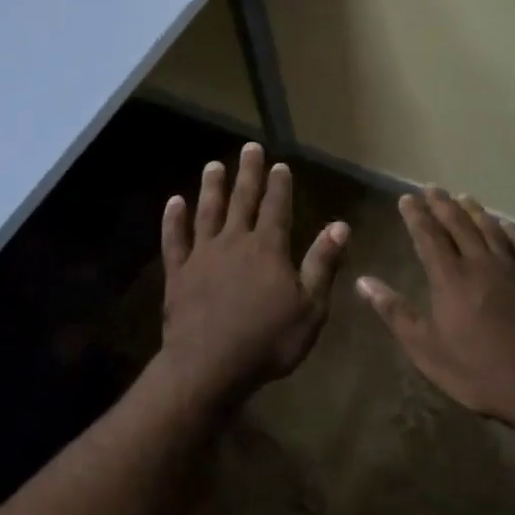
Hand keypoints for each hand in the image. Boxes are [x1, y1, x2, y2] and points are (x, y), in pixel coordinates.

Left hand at [160, 143, 348, 399]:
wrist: (210, 366)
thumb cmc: (268, 340)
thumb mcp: (310, 307)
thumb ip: (322, 264)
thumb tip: (341, 226)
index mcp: (268, 248)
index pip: (276, 207)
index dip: (279, 185)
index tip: (279, 164)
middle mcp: (234, 241)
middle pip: (242, 200)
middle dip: (248, 173)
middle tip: (249, 147)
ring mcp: (202, 255)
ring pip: (207, 212)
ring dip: (211, 187)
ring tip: (213, 165)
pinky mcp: (178, 272)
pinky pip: (175, 239)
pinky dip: (173, 219)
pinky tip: (174, 202)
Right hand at [356, 187, 514, 427]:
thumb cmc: (478, 371)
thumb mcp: (426, 348)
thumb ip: (395, 312)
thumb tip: (363, 281)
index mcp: (450, 278)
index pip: (428, 236)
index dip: (416, 215)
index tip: (406, 198)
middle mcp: (480, 264)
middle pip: (459, 225)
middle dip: (442, 205)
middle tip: (431, 188)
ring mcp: (513, 271)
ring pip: (490, 230)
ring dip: (474, 211)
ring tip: (463, 197)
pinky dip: (510, 232)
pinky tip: (506, 226)